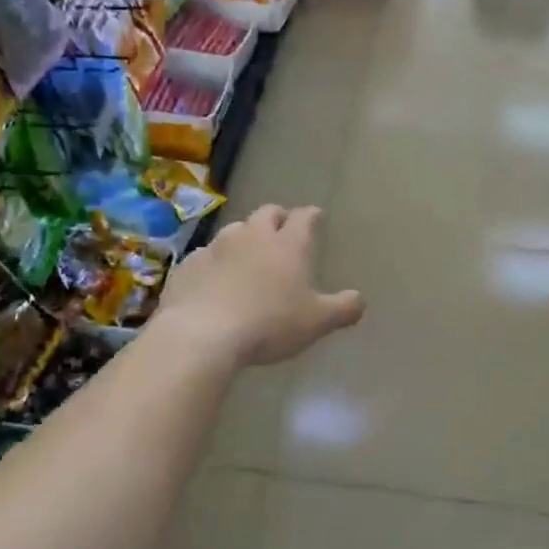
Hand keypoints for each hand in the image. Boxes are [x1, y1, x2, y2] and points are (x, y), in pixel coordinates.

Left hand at [156, 205, 365, 366]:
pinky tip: (215, 280)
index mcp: (287, 245)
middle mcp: (252, 236)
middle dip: (278, 218)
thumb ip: (343, 309)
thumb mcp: (316, 322)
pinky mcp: (188, 265)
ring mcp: (216, 247)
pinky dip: (215, 262)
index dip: (312, 216)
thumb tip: (360, 300)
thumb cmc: (269, 324)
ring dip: (245, 237)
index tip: (316, 217)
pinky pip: (206, 256)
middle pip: (267, 214)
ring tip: (248, 255)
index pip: (304, 218)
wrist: (202, 334)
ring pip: (234, 230)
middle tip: (283, 229)